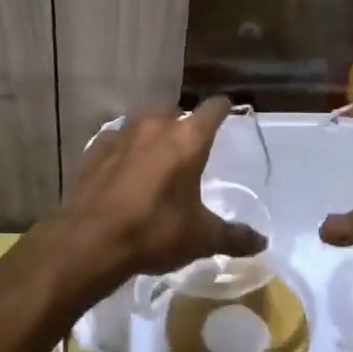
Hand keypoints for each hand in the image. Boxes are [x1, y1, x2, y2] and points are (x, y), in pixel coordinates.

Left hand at [51, 97, 266, 287]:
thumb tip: (261, 242)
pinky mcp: (93, 150)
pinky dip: (122, 148)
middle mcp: (154, 127)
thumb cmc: (155, 232)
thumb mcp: (201, 238)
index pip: (212, 110)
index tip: (227, 109)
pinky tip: (122, 167)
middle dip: (181, 121)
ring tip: (154, 153)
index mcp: (187, 139)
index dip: (222, 108)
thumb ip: (233, 236)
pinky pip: (114, 139)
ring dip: (150, 131)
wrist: (91, 241)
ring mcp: (120, 135)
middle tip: (187, 143)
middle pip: (173, 110)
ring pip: (140, 120)